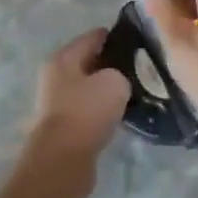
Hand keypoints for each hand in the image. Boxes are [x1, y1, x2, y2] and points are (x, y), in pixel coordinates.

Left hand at [23, 29, 129, 197]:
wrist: (63, 160)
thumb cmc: (87, 111)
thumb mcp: (114, 82)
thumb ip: (121, 72)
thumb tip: (118, 79)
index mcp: (64, 57)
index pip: (94, 36)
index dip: (118, 36)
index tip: (140, 43)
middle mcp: (56, 76)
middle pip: (90, 61)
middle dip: (113, 64)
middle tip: (141, 69)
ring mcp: (57, 102)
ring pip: (90, 87)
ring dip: (108, 89)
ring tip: (135, 92)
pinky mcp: (63, 126)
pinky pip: (88, 109)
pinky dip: (103, 110)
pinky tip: (121, 115)